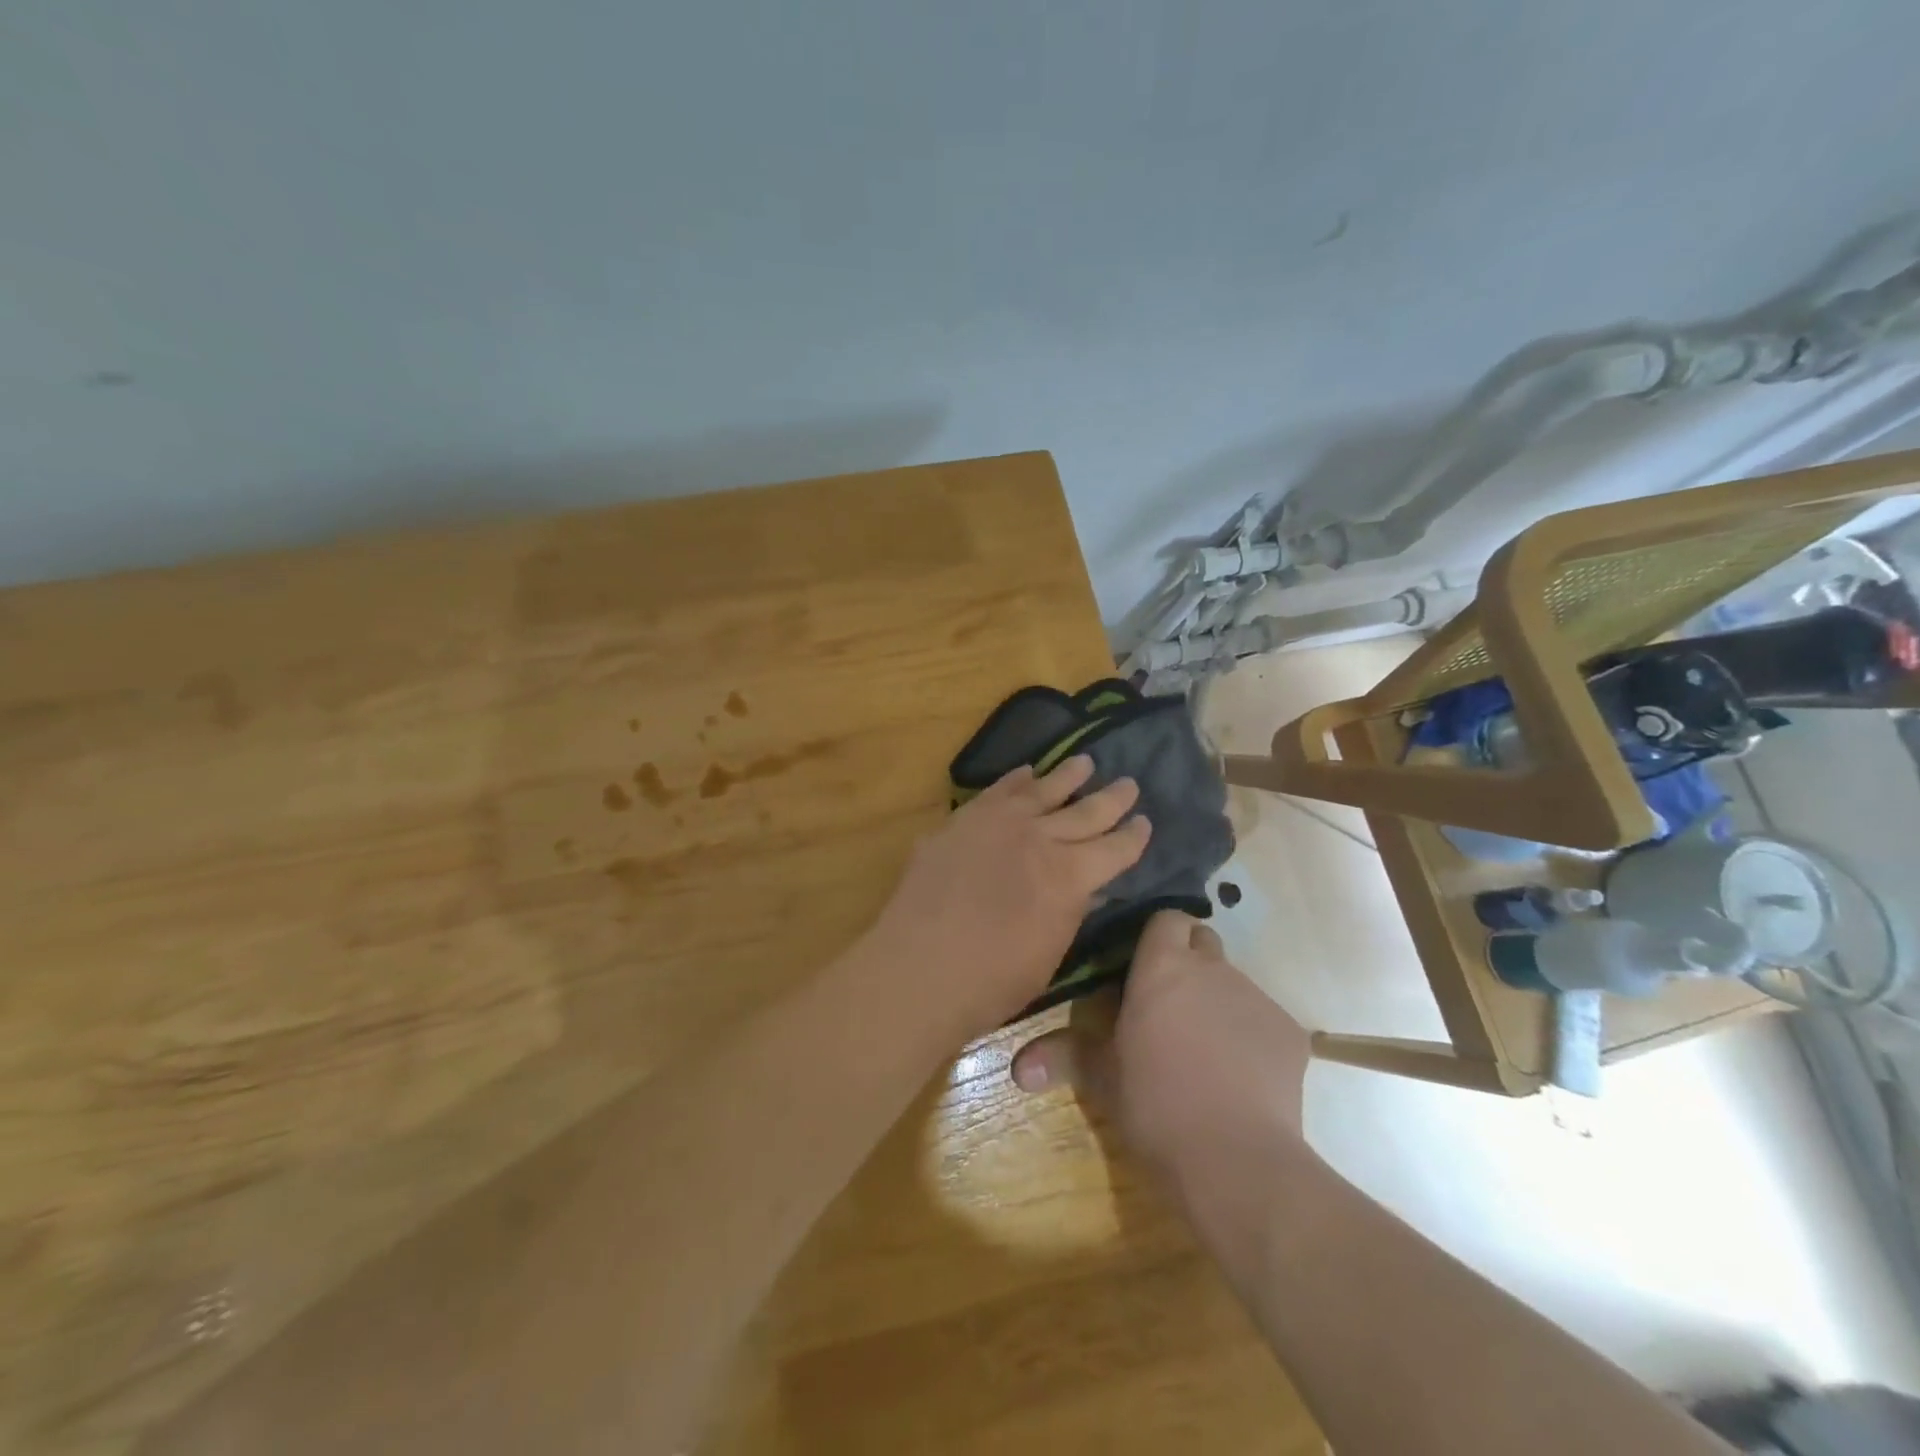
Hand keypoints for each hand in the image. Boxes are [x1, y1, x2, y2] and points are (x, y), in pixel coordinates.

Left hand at [868, 756, 1150, 1035]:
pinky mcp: (963, 821)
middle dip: (1112, 799)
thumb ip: (1070, 911)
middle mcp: (1040, 839)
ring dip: (1067, 776)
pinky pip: (997, 792)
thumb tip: (1086, 887)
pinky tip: (1026, 772)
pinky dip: (1015, 780)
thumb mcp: (1049, 953)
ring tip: (1084, 762)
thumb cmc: (991, 980)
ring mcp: (998, 824)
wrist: (919, 966)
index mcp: (1070, 876)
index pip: (1114, 850)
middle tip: (1129, 784)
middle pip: (1085, 812)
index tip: (1144, 822)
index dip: (1132, 837)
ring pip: (1042, 790)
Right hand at [1009, 909, 1310, 1183]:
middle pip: (1202, 942)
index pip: (1167, 918)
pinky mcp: (1290, 1032)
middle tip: (1168, 1002)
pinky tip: (1240, 1077)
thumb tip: (1016, 1068)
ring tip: (1204, 1049)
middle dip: (1188, 961)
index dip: (1157, 937)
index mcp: (1163, 967)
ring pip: (1232, 982)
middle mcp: (1212, 968)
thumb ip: (1062, 1058)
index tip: (1143, 965)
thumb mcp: (1102, 1079)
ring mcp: (1256, 997)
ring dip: (1216, 1000)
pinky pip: (1263, 1019)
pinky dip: (1249, 1035)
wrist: (1236, 1160)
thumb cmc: (1156, 1104)